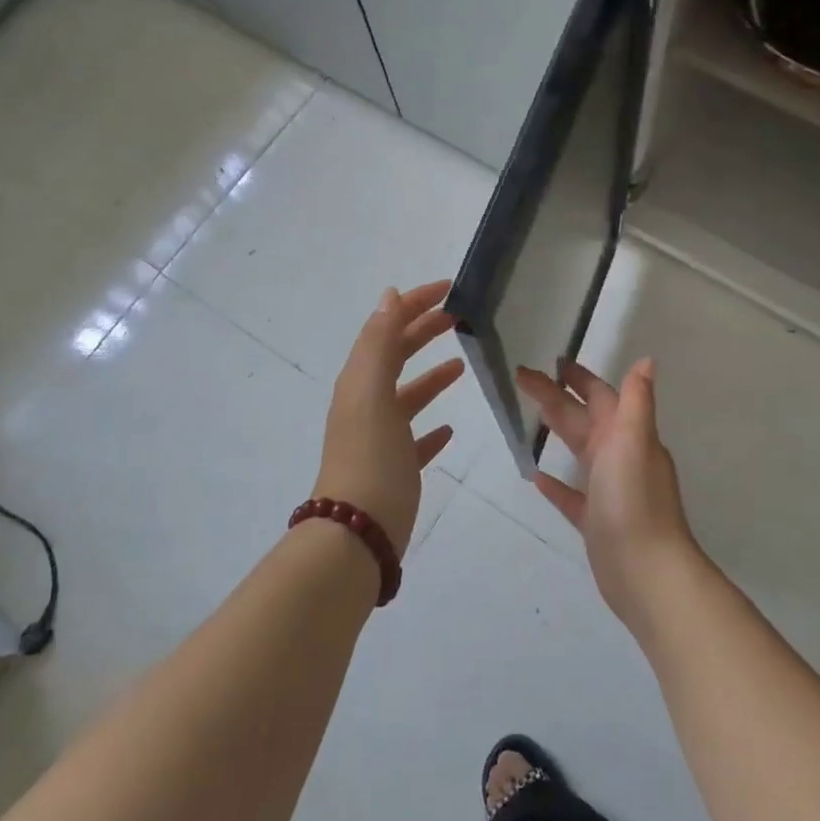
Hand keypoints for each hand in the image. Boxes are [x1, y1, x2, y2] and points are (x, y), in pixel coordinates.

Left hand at [315, 281, 463, 557]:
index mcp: (361, 381)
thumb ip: (379, 342)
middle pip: (398, 357)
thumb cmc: (369, 455)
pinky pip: (416, 439)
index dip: (414, 304)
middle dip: (424, 332)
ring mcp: (381, 438)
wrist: (358, 531)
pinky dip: (432, 427)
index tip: (448, 289)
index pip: (388, 328)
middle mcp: (367, 404)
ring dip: (431, 377)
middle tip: (459, 317)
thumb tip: (389, 296)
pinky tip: (449, 427)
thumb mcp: (371, 390)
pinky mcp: (396, 468)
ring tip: (461, 364)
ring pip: (408, 396)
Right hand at [517, 358, 698, 629]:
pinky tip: (537, 477)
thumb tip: (646, 360)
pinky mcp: (596, 521)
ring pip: (580, 451)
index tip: (553, 362)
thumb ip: (636, 400)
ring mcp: (609, 490)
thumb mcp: (633, 440)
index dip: (579, 378)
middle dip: (556, 397)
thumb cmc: (634, 499)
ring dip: (559, 431)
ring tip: (532, 415)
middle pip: (584, 419)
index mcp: (628, 435)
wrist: (645, 571)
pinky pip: (572, 495)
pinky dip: (557, 484)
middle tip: (522, 378)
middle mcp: (621, 457)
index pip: (601, 396)